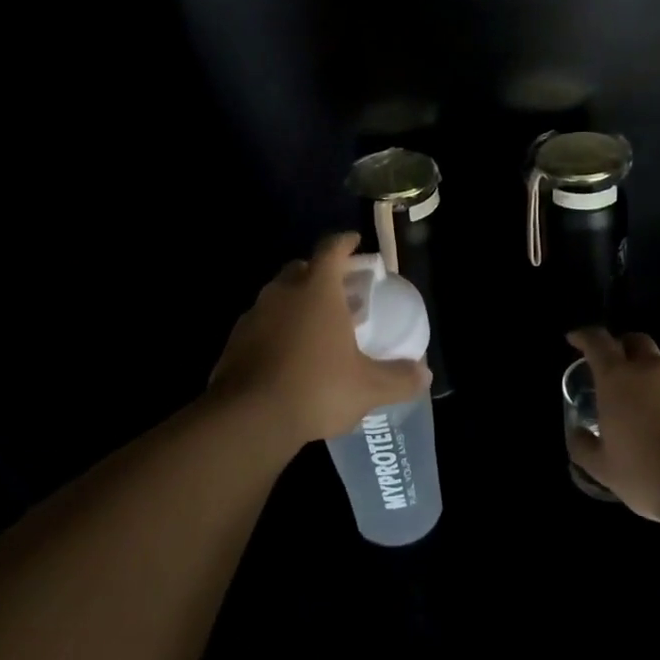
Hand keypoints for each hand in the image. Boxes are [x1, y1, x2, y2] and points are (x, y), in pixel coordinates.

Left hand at [209, 233, 430, 452]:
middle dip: (318, 273)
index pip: (330, 250)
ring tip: (313, 326)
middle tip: (337, 291)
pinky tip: (285, 355)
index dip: (344, 243)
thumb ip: (399, 378)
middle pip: (301, 268)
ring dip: (295, 303)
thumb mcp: (368, 388)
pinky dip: (274, 329)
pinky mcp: (234, 340)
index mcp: (317, 290)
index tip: (354, 241)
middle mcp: (282, 292)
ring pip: (277, 296)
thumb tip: (425, 373)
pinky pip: (260, 324)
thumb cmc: (316, 388)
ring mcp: (254, 315)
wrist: (249, 417)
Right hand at [565, 328, 659, 532]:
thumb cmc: (647, 472)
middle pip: (636, 340)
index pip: (597, 341)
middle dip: (622, 346)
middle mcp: (650, 370)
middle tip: (614, 364)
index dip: (583, 336)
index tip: (574, 339)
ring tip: (647, 387)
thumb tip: (577, 433)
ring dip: (653, 366)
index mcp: (617, 378)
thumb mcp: (603, 467)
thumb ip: (583, 446)